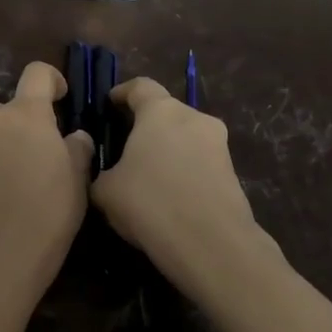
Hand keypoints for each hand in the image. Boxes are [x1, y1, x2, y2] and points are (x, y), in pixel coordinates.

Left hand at [0, 61, 93, 292]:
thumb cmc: (48, 214)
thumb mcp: (78, 180)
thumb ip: (77, 148)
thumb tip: (73, 137)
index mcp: (25, 116)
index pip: (37, 73)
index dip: (51, 80)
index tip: (60, 98)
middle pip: (8, 110)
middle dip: (23, 125)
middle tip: (38, 157)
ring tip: (11, 185)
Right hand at [90, 77, 276, 300]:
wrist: (211, 245)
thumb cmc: (150, 203)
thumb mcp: (105, 191)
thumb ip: (99, 172)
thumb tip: (104, 172)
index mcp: (161, 111)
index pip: (140, 86)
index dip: (123, 93)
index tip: (110, 104)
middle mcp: (195, 119)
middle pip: (166, 113)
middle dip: (146, 126)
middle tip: (125, 147)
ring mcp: (219, 146)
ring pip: (186, 139)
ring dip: (167, 151)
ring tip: (146, 178)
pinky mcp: (233, 174)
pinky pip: (200, 164)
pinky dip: (183, 173)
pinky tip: (168, 199)